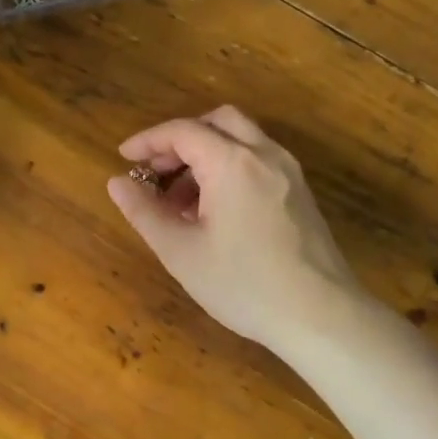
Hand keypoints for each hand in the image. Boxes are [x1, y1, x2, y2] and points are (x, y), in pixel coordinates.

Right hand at [106, 106, 362, 353]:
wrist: (321, 316)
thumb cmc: (243, 284)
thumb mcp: (180, 252)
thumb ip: (144, 211)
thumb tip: (116, 182)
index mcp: (232, 162)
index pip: (182, 131)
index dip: (148, 141)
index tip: (124, 159)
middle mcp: (264, 154)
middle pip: (217, 121)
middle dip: (181, 139)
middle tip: (156, 171)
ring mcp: (288, 172)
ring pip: (241, 139)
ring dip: (206, 154)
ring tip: (181, 200)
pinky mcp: (300, 192)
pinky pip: (258, 160)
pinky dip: (230, 167)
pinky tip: (215, 210)